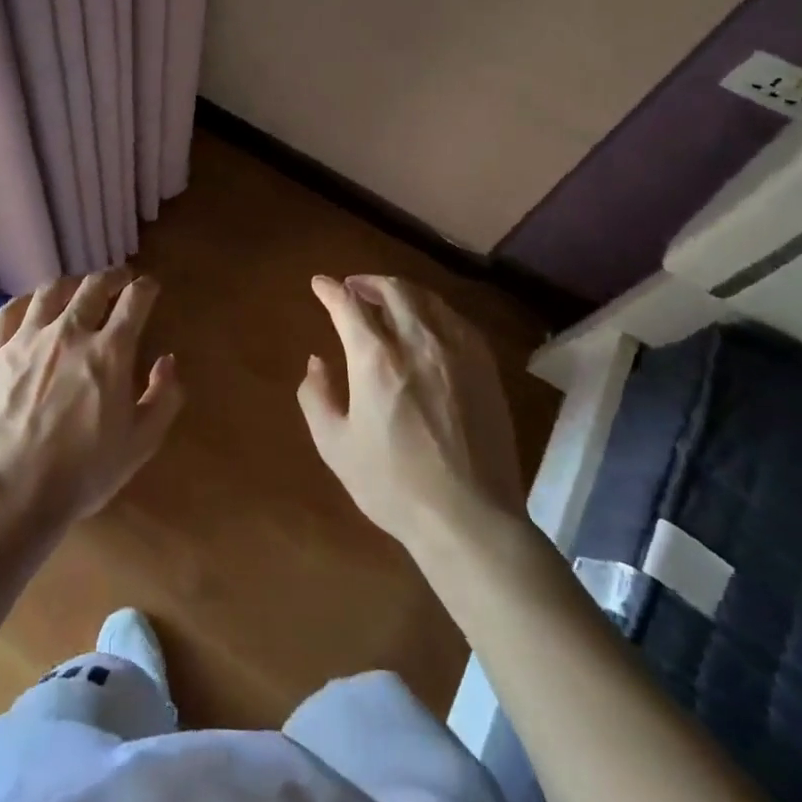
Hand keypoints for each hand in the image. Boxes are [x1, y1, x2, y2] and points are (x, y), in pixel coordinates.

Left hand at [0, 268, 181, 534]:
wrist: (14, 496)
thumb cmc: (84, 473)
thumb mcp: (141, 443)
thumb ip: (163, 397)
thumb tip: (167, 360)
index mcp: (110, 351)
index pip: (135, 300)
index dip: (146, 287)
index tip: (149, 287)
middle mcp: (70, 332)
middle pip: (93, 285)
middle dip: (112, 277)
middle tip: (118, 280)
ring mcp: (27, 339)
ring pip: (51, 291)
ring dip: (71, 284)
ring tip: (76, 289)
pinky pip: (8, 312)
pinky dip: (25, 302)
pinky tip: (31, 307)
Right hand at [299, 275, 522, 549]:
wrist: (469, 519)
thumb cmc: (393, 485)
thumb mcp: (335, 446)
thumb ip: (316, 396)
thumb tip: (317, 361)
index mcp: (376, 360)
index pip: (348, 305)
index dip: (330, 290)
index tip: (319, 284)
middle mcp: (417, 342)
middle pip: (393, 290)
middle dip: (367, 282)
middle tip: (353, 288)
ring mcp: (457, 351)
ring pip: (427, 299)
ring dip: (401, 292)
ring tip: (388, 301)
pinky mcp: (484, 366)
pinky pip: (456, 319)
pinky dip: (433, 310)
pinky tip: (427, 324)